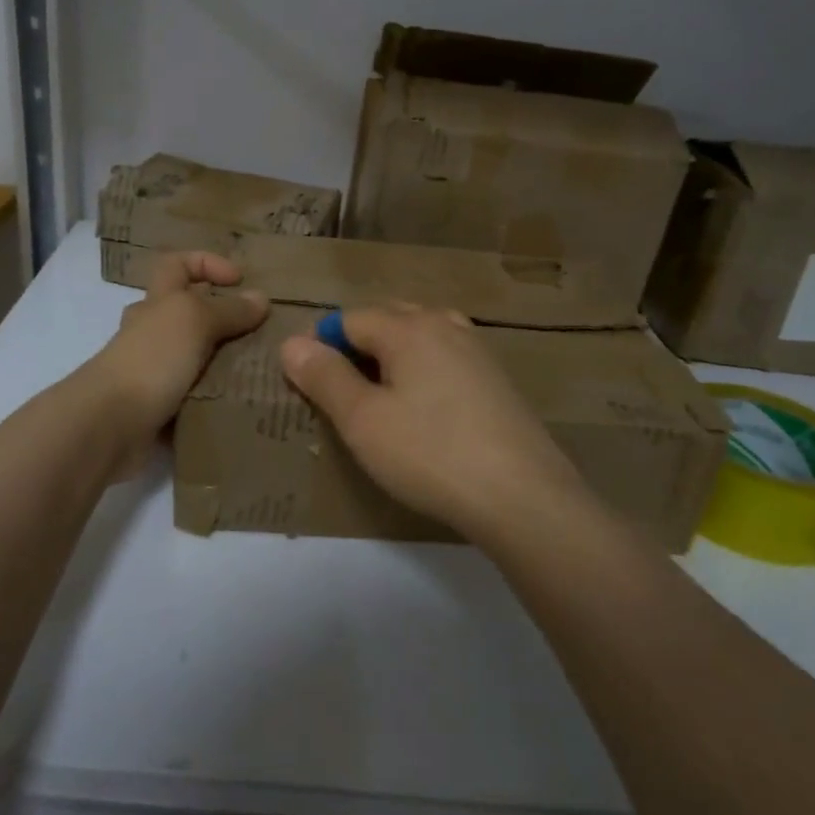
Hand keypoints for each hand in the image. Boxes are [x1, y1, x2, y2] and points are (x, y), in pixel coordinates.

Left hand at [88, 252, 267, 476]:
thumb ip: (229, 310)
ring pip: (193, 355)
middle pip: (187, 313)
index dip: (207, 263)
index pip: (177, 265)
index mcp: (156, 302)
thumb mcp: (195, 321)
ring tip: (260, 369)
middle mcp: (150, 332)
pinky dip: (213, 395)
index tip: (240, 280)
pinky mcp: (156, 406)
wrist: (109, 424)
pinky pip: (192, 393)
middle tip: (260, 331)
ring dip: (222, 360)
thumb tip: (261, 298)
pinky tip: (240, 400)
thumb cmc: (152, 359)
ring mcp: (151, 370)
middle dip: (222, 318)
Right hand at [279, 305, 591, 539]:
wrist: (523, 495)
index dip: (320, 345)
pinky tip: (424, 408)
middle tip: (339, 390)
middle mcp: (445, 324)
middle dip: (356, 345)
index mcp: (408, 327)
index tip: (306, 384)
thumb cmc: (430, 453)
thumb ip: (324, 377)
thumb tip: (291, 343)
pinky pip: (445, 357)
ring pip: (420, 336)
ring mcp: (477, 349)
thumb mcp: (363, 420)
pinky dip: (422, 370)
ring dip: (391, 356)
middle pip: (387, 319)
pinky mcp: (496, 378)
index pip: (349, 319)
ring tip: (378, 396)